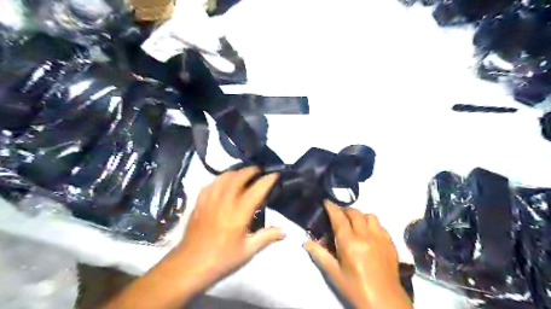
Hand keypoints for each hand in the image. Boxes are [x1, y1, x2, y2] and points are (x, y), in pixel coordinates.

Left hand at [171, 167, 283, 292]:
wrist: (189, 265)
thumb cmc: (221, 259)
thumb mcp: (247, 251)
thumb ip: (266, 237)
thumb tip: (284, 231)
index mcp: (239, 213)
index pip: (256, 189)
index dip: (267, 180)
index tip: (275, 175)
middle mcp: (225, 201)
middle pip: (239, 177)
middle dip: (251, 170)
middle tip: (259, 171)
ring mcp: (210, 200)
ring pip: (224, 177)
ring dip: (236, 172)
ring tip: (243, 174)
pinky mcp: (199, 202)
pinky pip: (211, 183)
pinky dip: (220, 179)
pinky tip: (223, 183)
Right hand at [303, 202, 410, 308]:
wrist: (384, 301)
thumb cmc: (355, 288)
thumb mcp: (334, 273)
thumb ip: (319, 254)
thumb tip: (306, 242)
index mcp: (350, 243)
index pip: (339, 218)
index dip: (331, 207)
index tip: (326, 202)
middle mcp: (366, 236)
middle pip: (355, 213)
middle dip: (345, 210)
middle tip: (338, 215)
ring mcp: (380, 238)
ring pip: (370, 216)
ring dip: (360, 216)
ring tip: (355, 224)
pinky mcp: (390, 243)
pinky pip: (380, 226)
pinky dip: (372, 224)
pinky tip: (369, 234)